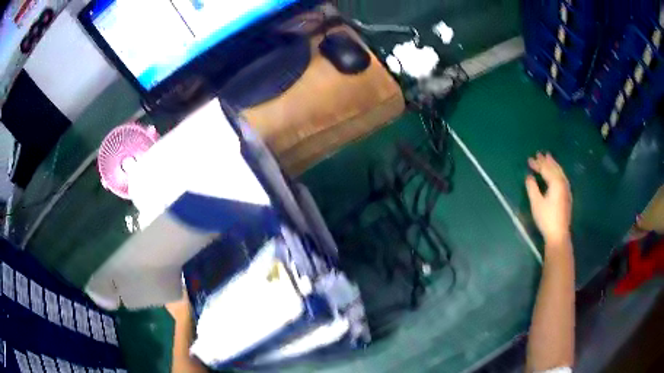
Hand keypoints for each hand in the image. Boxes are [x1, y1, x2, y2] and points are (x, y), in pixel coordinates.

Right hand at [525, 153, 571, 246]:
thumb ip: (532, 188)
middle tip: (540, 154)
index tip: (529, 159)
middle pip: (555, 168)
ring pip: (560, 172)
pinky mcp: (567, 196)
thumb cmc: (546, 218)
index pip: (545, 169)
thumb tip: (529, 177)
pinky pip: (562, 178)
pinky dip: (558, 172)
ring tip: (549, 159)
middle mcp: (563, 183)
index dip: (537, 164)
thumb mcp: (536, 203)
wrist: (559, 234)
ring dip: (554, 165)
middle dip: (547, 161)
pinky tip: (556, 174)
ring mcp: (566, 189)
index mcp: (555, 183)